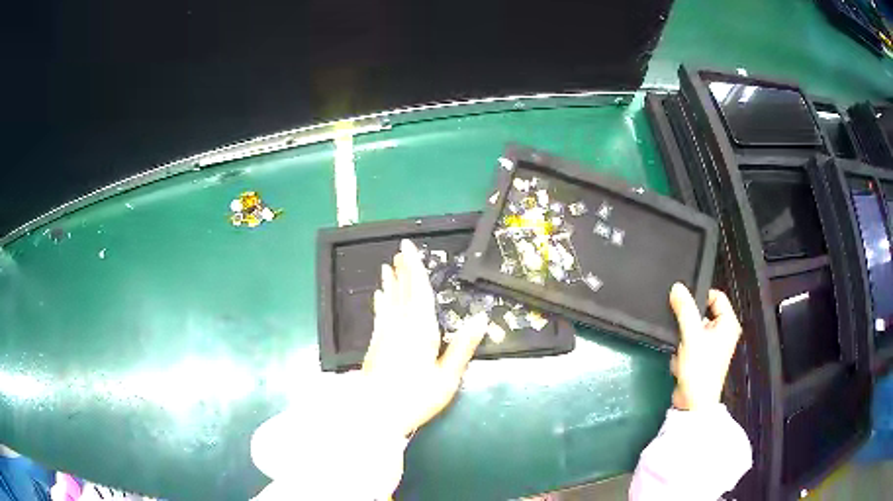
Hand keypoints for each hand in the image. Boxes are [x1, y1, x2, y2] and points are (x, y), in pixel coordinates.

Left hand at [363, 239, 488, 436]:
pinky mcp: (374, 344)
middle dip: (402, 270)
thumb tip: (481, 319)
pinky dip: (380, 302)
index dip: (415, 268)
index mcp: (421, 330)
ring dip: (390, 282)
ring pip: (389, 300)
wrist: (375, 413)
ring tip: (388, 266)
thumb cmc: (415, 397)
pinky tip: (378, 296)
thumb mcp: (447, 377)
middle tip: (400, 251)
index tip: (408, 248)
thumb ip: (462, 347)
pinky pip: (379, 315)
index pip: (419, 291)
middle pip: (402, 291)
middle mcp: (400, 325)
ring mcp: (385, 334)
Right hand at [668, 284, 741, 410]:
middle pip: (703, 312)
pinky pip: (690, 342)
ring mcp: (713, 345)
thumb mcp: (691, 336)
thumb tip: (677, 287)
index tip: (683, 302)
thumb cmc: (700, 368)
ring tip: (679, 346)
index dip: (700, 295)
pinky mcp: (702, 357)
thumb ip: (685, 309)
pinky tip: (679, 358)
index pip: (716, 296)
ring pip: (694, 328)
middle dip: (688, 320)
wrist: (694, 404)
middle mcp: (723, 332)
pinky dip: (682, 348)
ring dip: (683, 336)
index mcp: (728, 324)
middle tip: (678, 325)